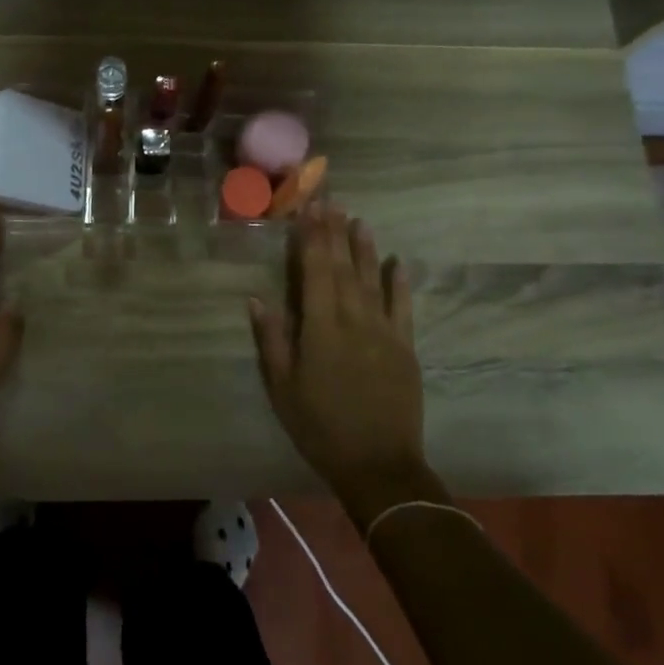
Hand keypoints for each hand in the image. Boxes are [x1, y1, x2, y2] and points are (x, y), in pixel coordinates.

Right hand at [249, 203, 434, 515]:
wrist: (378, 464)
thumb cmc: (319, 426)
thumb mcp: (282, 387)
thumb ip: (271, 340)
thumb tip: (258, 299)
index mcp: (320, 327)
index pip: (315, 270)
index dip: (311, 237)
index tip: (308, 208)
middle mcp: (354, 319)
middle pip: (343, 267)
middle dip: (335, 231)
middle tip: (331, 199)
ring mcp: (384, 331)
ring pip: (373, 279)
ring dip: (365, 248)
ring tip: (359, 219)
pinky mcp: (406, 347)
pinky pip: (403, 307)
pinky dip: (400, 282)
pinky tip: (398, 262)